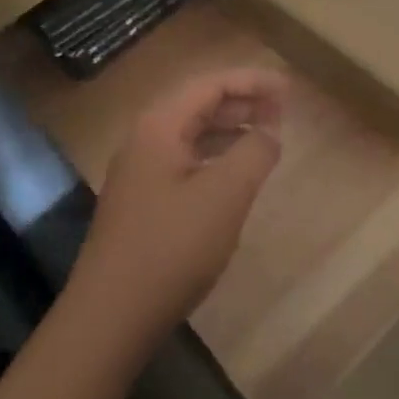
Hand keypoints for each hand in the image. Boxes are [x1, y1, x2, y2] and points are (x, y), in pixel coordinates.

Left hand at [66, 68, 287, 354]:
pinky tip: (235, 175)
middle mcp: (144, 138)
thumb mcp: (224, 196)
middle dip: (242, 102)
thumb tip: (269, 131)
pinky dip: (214, 157)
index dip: (252, 81)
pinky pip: (184, 160)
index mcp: (159, 125)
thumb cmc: (171, 248)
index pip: (211, 84)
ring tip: (265, 137)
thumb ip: (253, 153)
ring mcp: (139, 171)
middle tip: (282, 111)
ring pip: (191, 134)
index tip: (288, 89)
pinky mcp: (141, 201)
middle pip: (198, 104)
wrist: (110, 317)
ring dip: (229, 130)